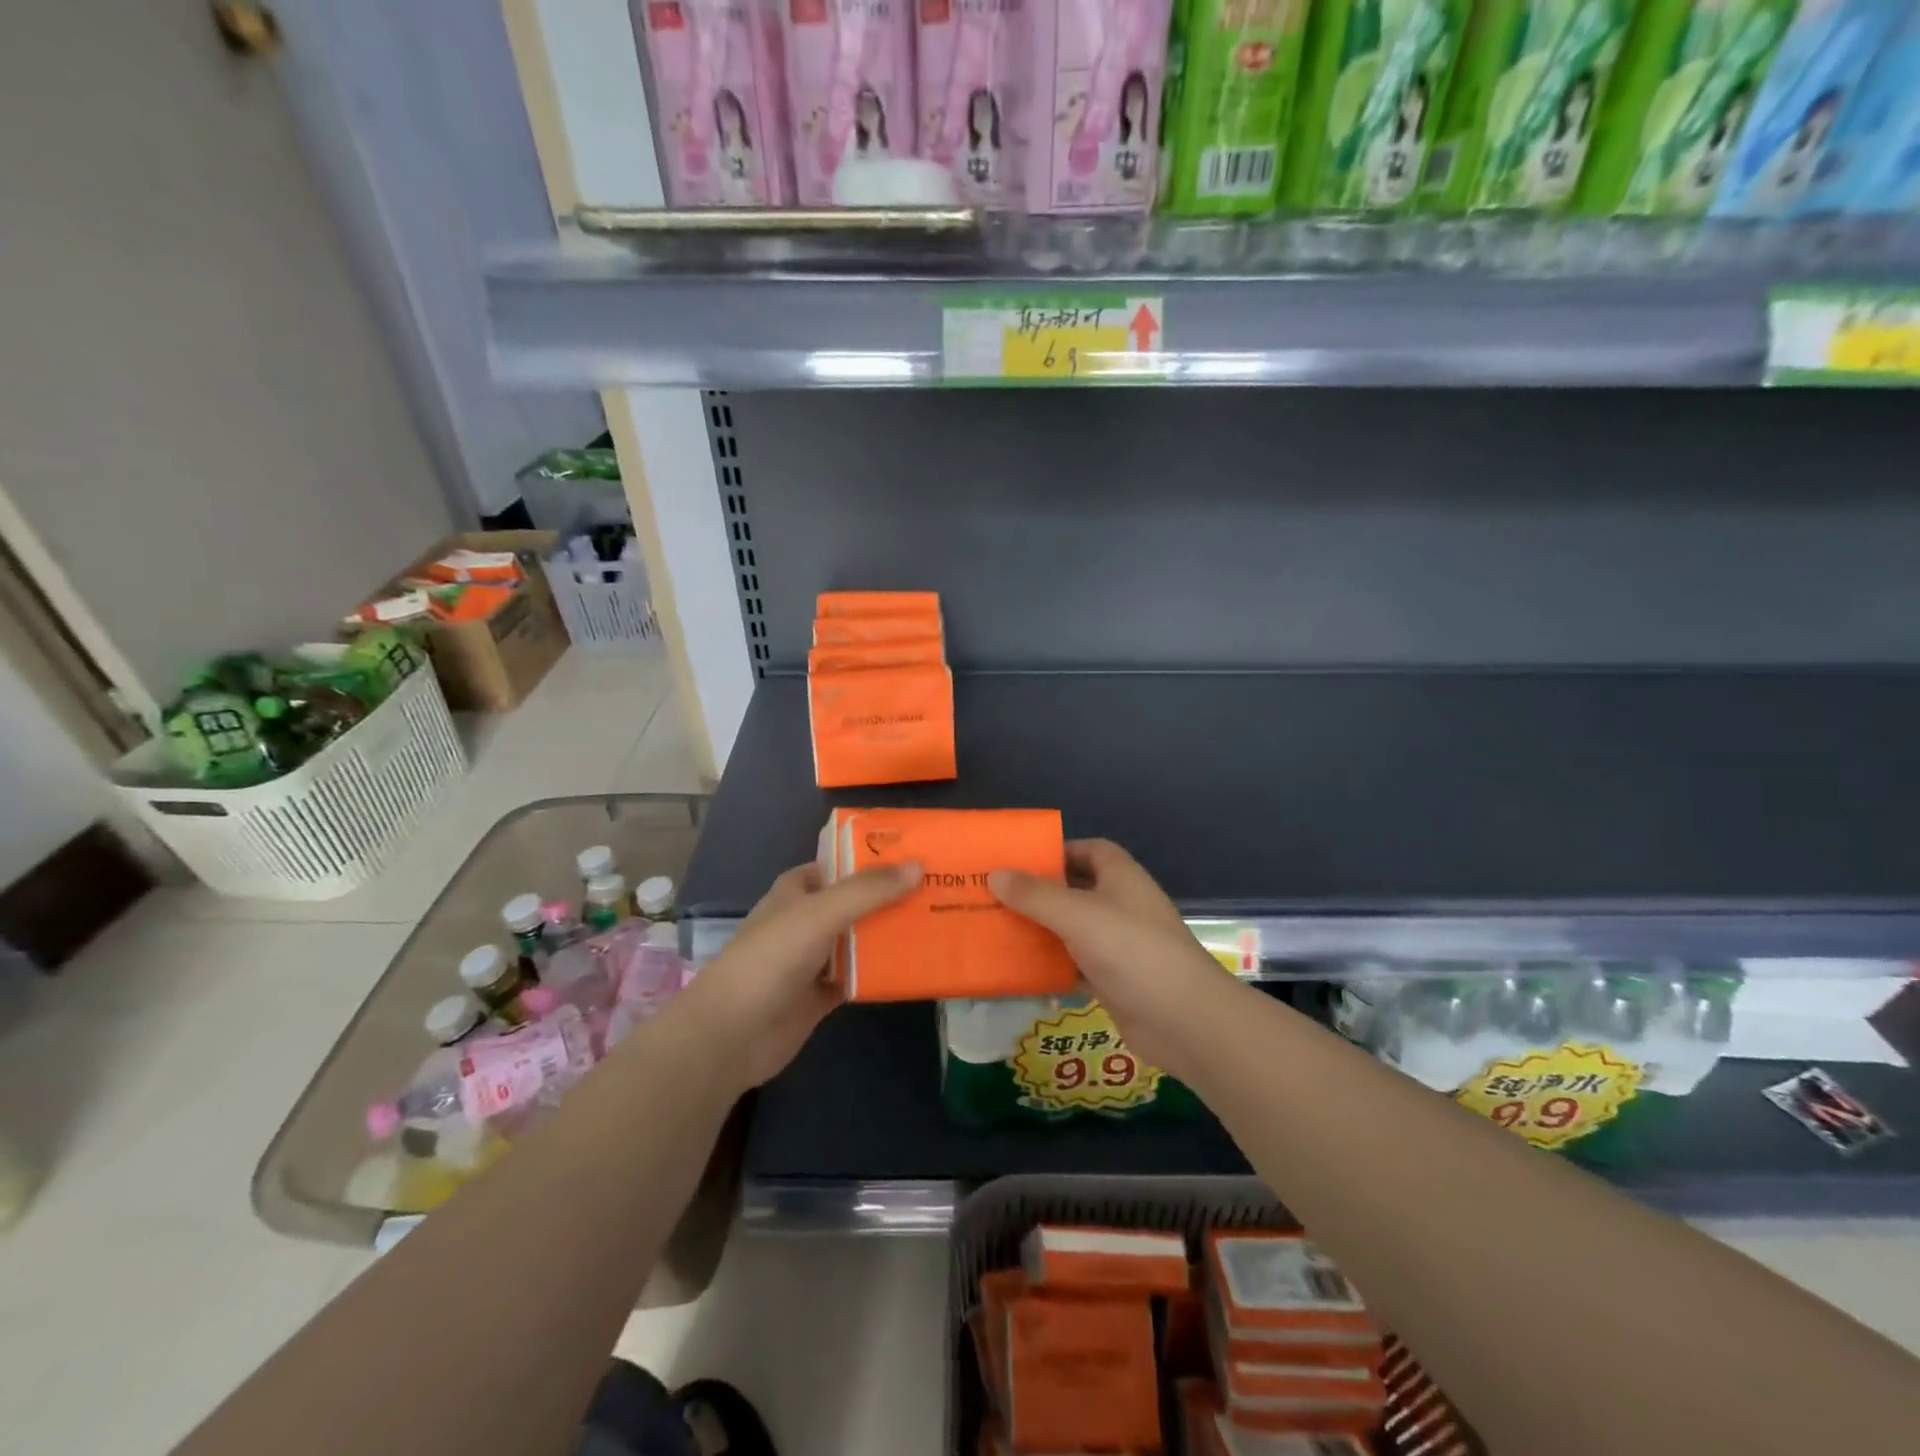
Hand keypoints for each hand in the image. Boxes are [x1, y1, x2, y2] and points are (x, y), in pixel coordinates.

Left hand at [667, 860, 920, 1094]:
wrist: (733, 1032)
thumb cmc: (771, 958)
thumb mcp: (821, 912)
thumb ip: (868, 890)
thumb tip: (918, 865)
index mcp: (798, 890)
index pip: (840, 864)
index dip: (872, 858)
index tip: (915, 855)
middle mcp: (807, 920)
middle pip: (856, 902)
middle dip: (891, 896)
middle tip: (939, 889)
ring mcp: (814, 959)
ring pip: (860, 939)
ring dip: (891, 934)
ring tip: (938, 922)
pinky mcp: (823, 995)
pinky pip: (860, 976)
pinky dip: (884, 972)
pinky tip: (917, 966)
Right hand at [989, 839, 1225, 1078]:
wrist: (1184, 1021)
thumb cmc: (1133, 951)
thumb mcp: (1078, 915)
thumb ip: (1035, 895)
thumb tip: (995, 874)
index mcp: (1121, 878)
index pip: (1090, 850)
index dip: (1059, 851)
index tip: (1020, 861)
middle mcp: (1121, 906)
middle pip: (1076, 890)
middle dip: (1040, 893)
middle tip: (995, 896)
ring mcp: (1119, 945)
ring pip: (1072, 930)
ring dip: (1042, 930)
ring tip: (998, 929)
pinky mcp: (1114, 980)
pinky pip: (1075, 965)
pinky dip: (1052, 966)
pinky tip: (1020, 970)